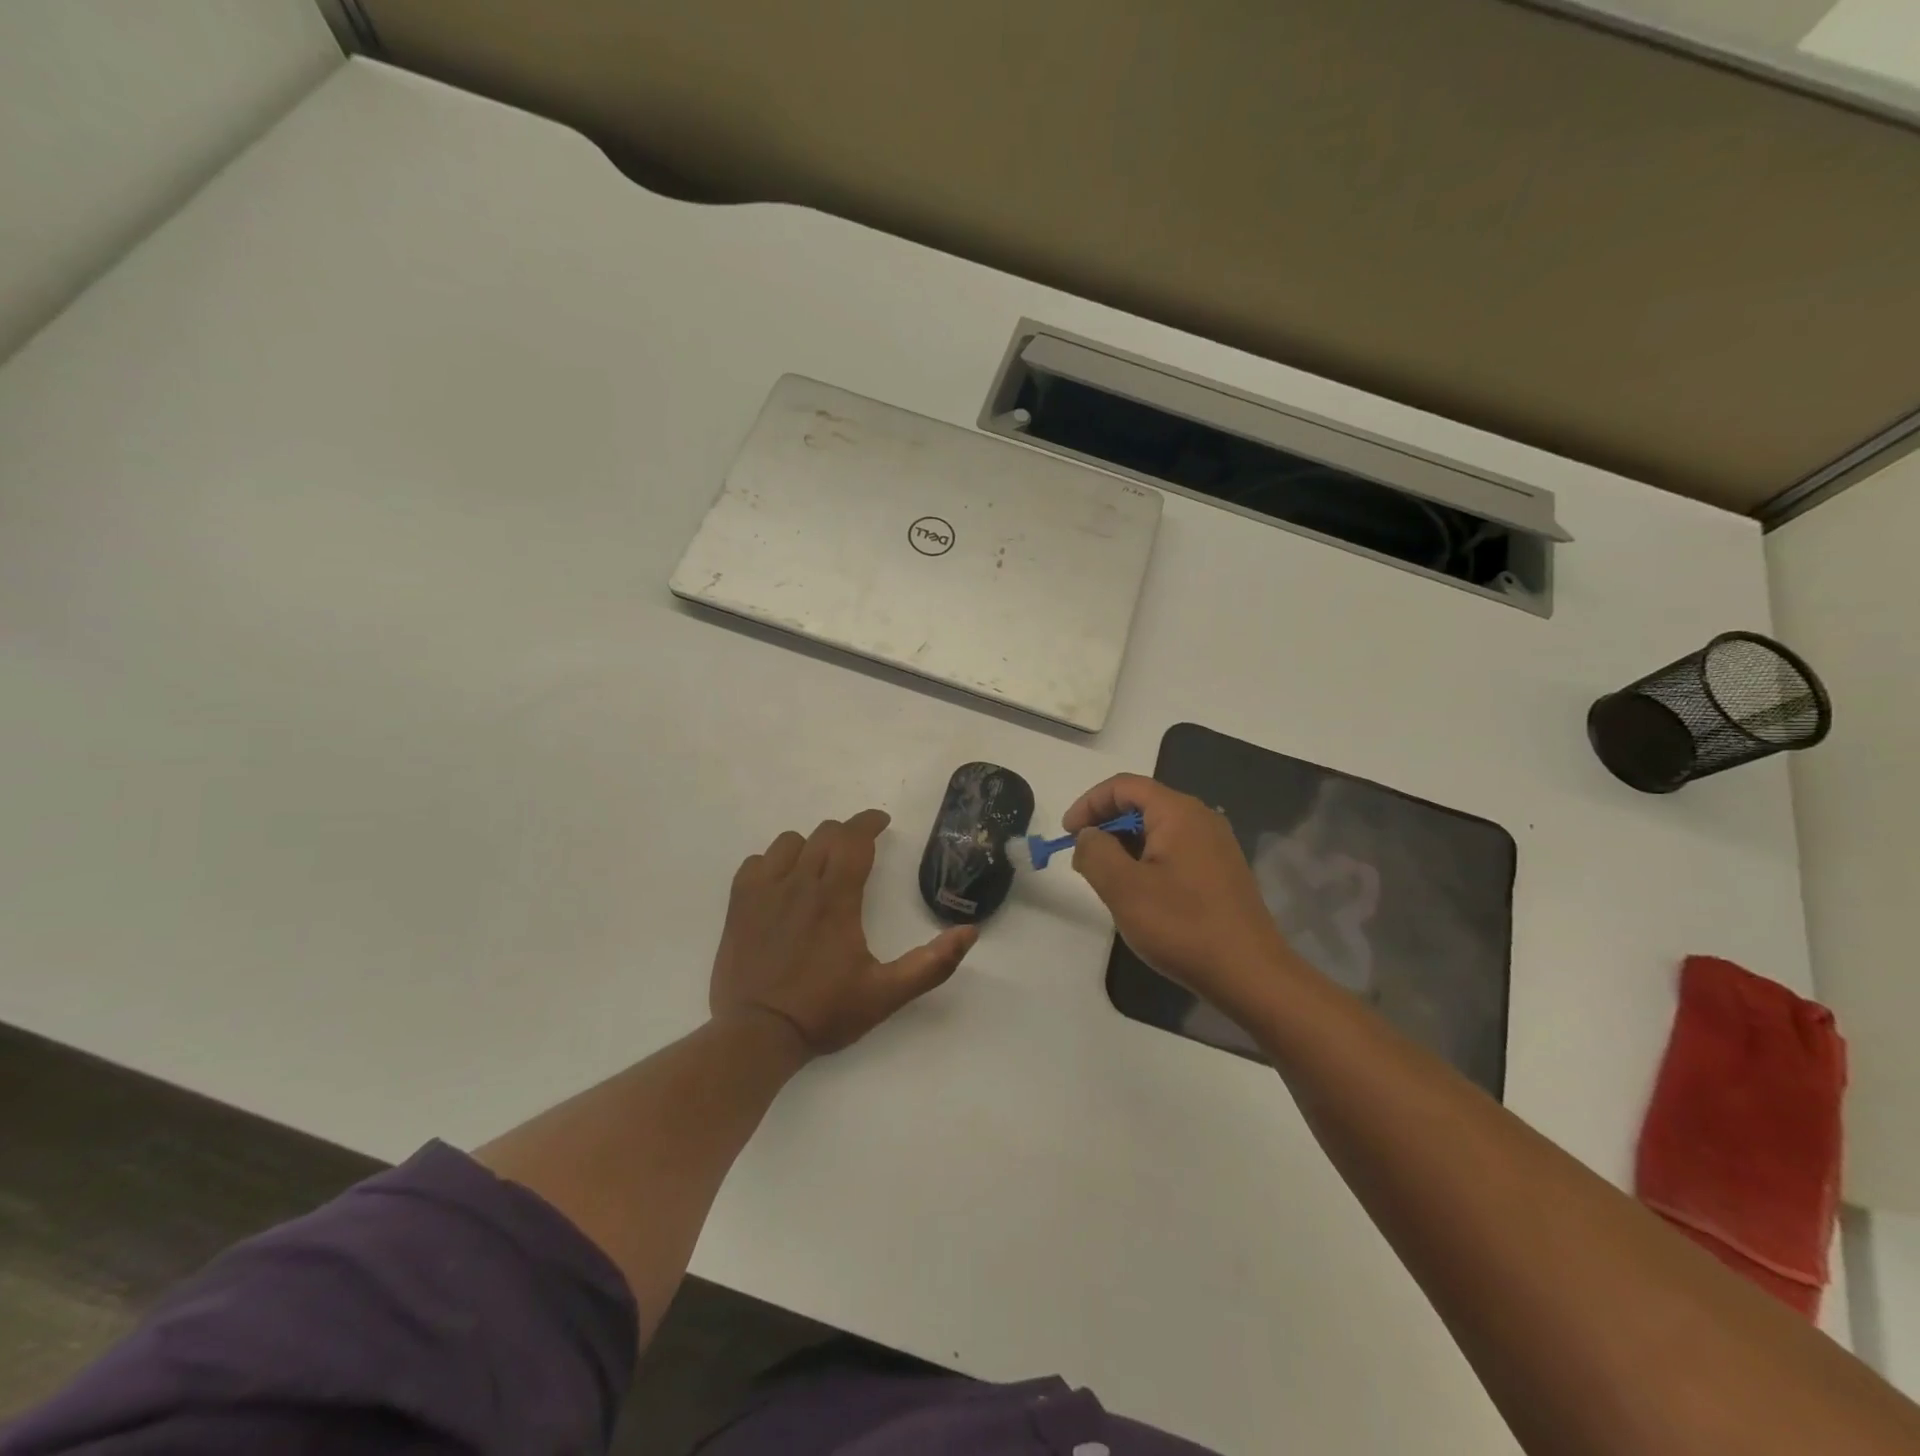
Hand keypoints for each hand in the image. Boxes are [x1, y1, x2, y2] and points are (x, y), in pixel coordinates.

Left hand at [711, 809, 976, 1053]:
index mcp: (836, 898)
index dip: (870, 822)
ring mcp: (763, 891)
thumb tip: (969, 932)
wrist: (756, 1035)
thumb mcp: (886, 995)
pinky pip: (757, 862)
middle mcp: (799, 883)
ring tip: (821, 866)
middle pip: (825, 834)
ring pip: (790, 842)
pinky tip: (782, 883)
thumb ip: (931, 964)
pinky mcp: (738, 904)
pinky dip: (774, 862)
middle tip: (860, 852)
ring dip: (811, 846)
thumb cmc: (824, 1012)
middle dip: (847, 835)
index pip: (854, 838)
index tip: (882, 823)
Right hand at [1065, 774, 1295, 1019]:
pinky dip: (1147, 860)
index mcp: (1178, 812)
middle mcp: (1201, 819)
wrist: (1250, 974)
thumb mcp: (1124, 888)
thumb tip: (1089, 836)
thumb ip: (1095, 852)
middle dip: (1106, 825)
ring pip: (1157, 829)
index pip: (1124, 786)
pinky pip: (1174, 850)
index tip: (1067, 834)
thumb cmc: (1182, 926)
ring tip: (1107, 880)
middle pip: (1142, 804)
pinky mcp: (1221, 872)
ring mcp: (1215, 846)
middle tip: (1084, 858)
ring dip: (1125, 845)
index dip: (1089, 803)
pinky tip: (1140, 895)